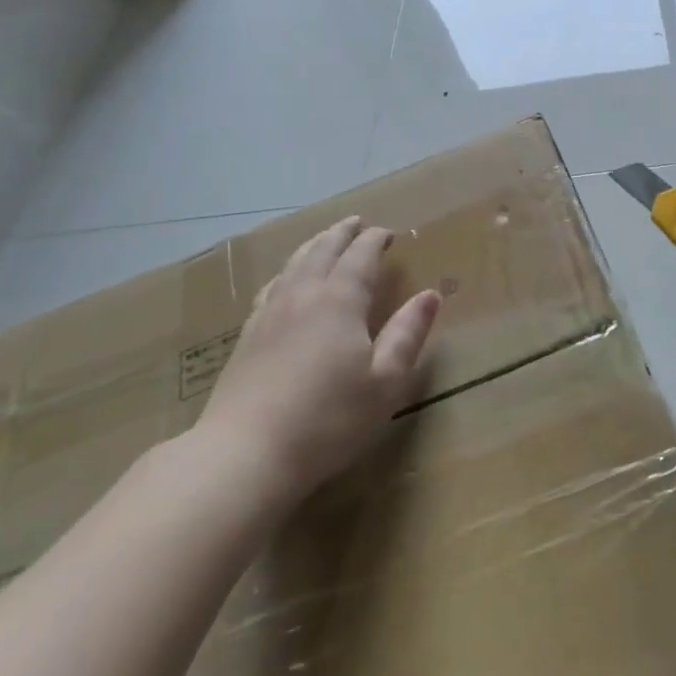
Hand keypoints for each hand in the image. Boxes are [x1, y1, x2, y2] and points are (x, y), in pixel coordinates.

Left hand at [192, 216, 441, 515]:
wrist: (246, 453)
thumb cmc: (329, 419)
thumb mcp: (385, 381)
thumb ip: (408, 334)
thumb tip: (430, 295)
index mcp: (340, 300)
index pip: (360, 256)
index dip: (375, 240)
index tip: (388, 233)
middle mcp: (303, 295)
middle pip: (323, 250)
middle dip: (342, 233)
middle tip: (357, 222)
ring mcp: (269, 314)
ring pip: (294, 264)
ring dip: (314, 245)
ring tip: (325, 238)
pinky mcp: (247, 336)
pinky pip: (271, 287)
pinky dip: (286, 272)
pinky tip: (285, 280)